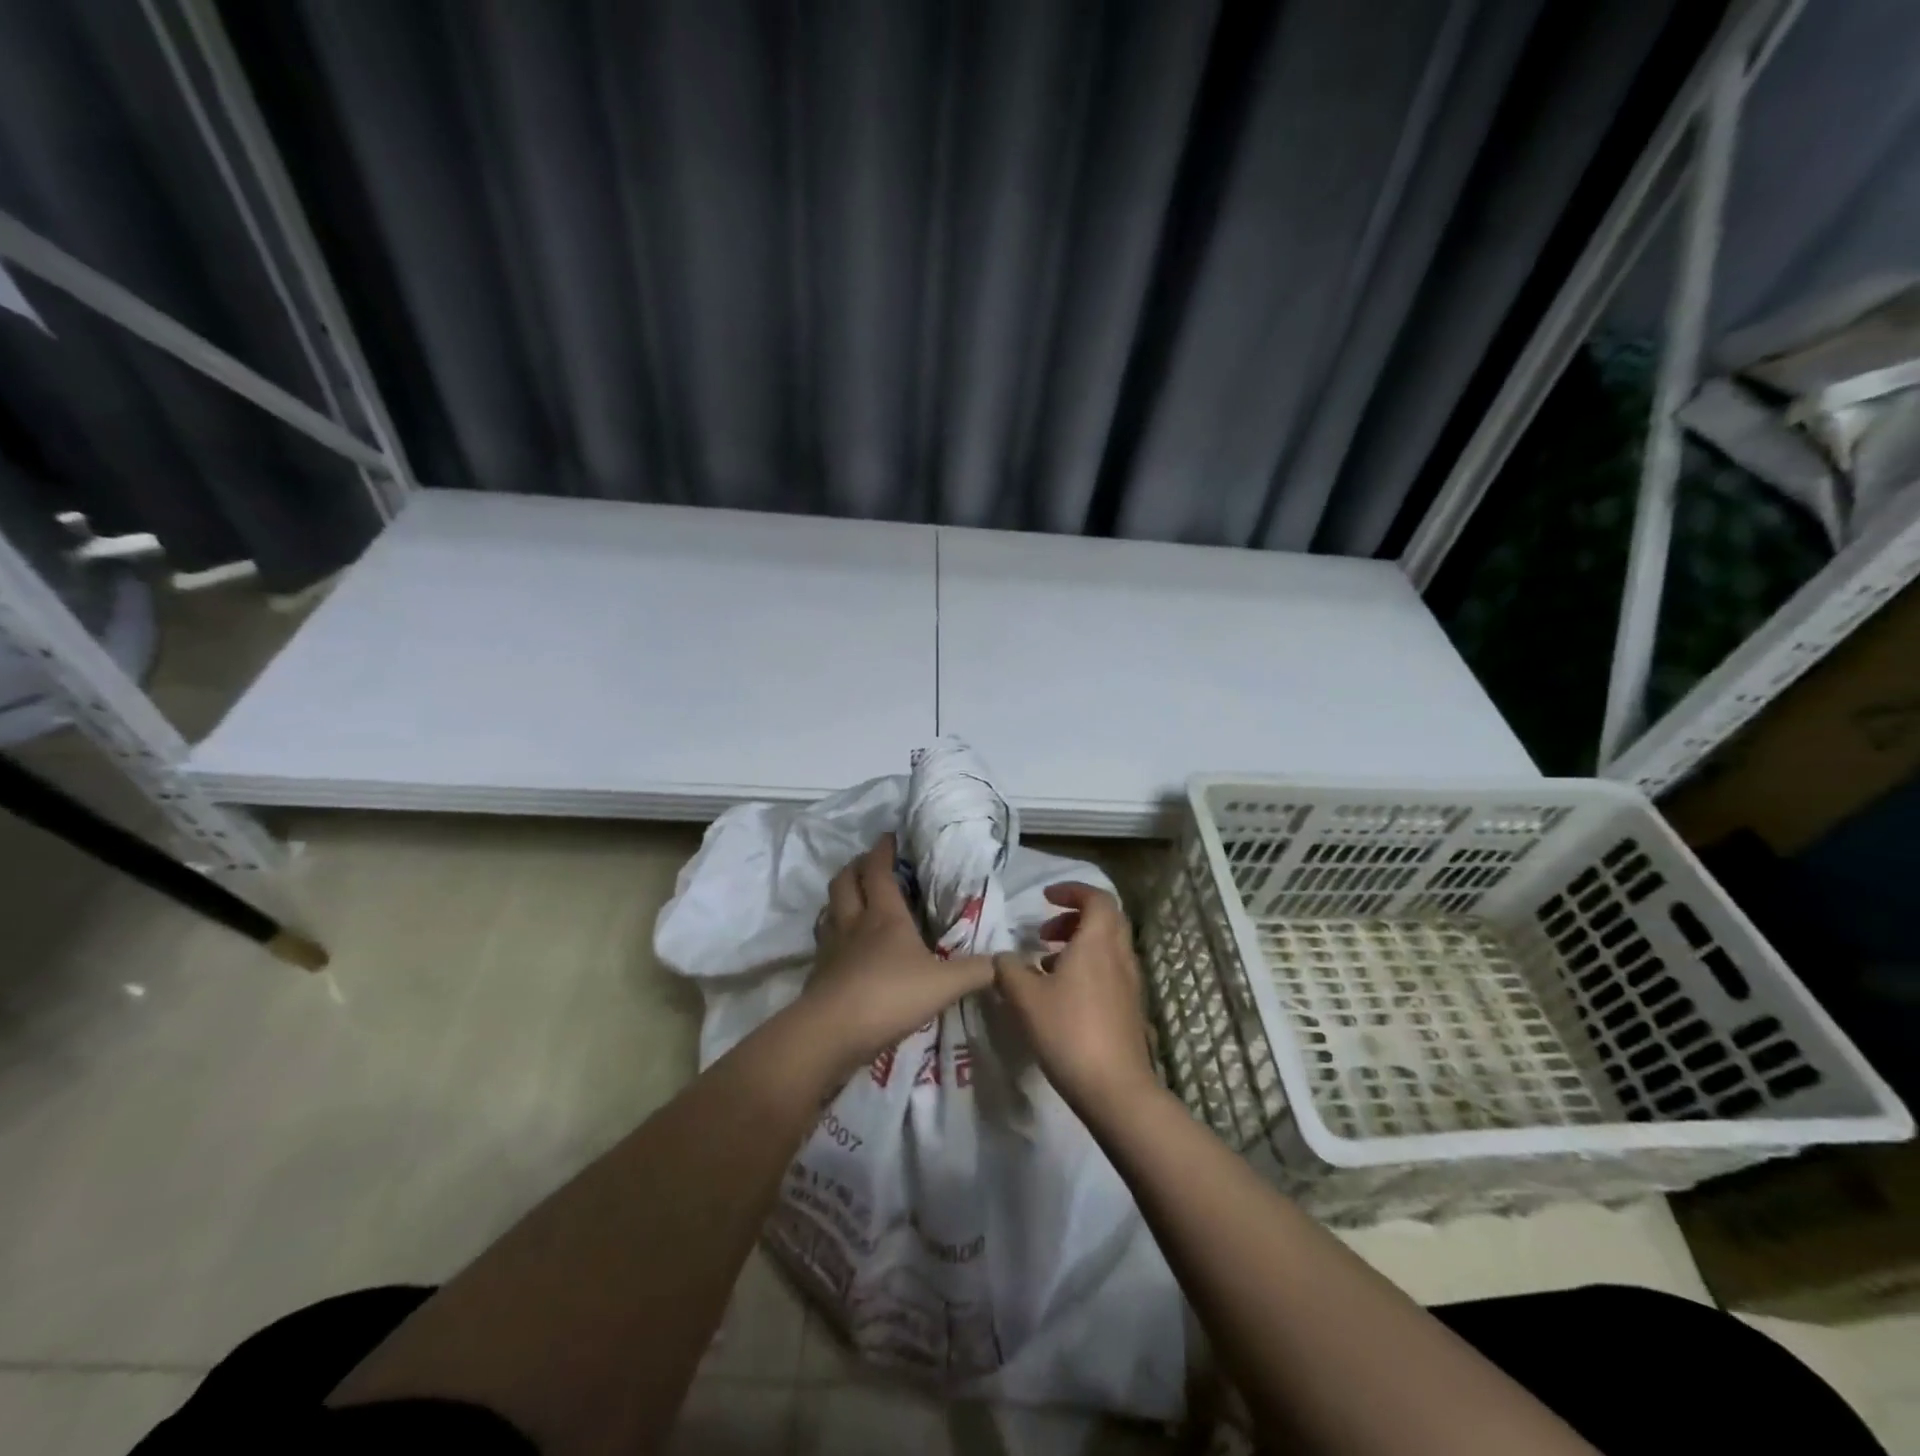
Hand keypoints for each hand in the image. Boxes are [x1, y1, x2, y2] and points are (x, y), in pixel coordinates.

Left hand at [791, 833, 994, 1076]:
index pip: (879, 871)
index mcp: (884, 916)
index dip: (883, 851)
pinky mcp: (818, 973)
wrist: (833, 1032)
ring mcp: (831, 947)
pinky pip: (823, 940)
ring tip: (852, 897)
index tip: (889, 836)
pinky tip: (841, 945)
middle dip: (856, 866)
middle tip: (868, 862)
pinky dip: (831, 932)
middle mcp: (854, 923)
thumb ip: (978, 971)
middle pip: (845, 882)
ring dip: (839, 897)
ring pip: (829, 909)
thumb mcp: (945, 984)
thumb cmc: (891, 996)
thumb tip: (1008, 961)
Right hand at [994, 882, 1158, 1119]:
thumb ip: (1009, 970)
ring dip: (1079, 944)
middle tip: (1044, 931)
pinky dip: (1087, 967)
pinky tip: (1062, 994)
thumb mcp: (1025, 998)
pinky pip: (1110, 970)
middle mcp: (1119, 955)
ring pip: (1107, 946)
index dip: (1072, 891)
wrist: (1115, 1088)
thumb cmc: (1069, 1032)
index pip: (1097, 898)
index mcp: (1097, 942)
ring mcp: (1129, 983)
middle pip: (1105, 919)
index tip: (1046, 898)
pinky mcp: (1130, 1008)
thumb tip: (1003, 957)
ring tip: (1046, 964)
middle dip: (1074, 916)